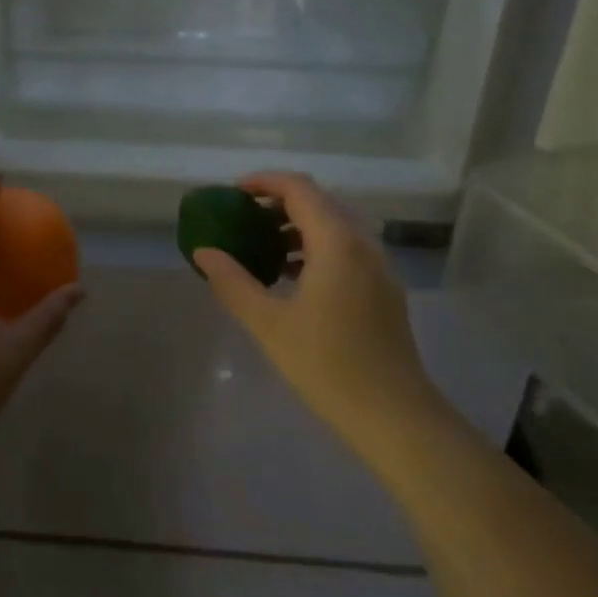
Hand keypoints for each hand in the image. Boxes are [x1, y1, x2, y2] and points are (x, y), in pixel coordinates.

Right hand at [195, 172, 436, 450]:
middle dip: (279, 203)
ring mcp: (378, 267)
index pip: (299, 188)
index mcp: (337, 242)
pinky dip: (316, 248)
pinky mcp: (383, 289)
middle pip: (319, 202)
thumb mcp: (268, 323)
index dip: (264, 182)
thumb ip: (232, 282)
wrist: (393, 415)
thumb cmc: (326, 364)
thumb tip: (203, 252)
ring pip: (335, 227)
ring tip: (262, 248)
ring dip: (298, 227)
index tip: (232, 194)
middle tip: (243, 220)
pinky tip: (292, 278)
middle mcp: (363, 244)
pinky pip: (346, 250)